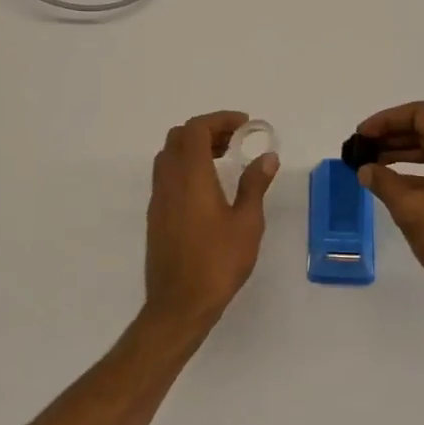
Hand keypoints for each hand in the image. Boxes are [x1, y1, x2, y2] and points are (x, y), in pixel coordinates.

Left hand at [144, 111, 278, 331]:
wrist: (178, 304)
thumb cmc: (217, 262)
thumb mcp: (247, 223)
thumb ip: (255, 185)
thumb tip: (267, 157)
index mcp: (190, 176)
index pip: (196, 129)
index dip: (219, 120)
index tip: (244, 125)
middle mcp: (169, 181)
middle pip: (179, 137)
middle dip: (207, 130)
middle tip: (235, 140)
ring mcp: (158, 198)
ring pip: (169, 155)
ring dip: (193, 148)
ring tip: (224, 159)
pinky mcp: (156, 216)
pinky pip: (166, 175)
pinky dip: (185, 166)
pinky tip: (208, 187)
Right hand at [354, 101, 423, 322]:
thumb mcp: (410, 209)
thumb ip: (384, 182)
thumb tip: (365, 169)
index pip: (420, 115)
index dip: (387, 119)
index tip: (363, 135)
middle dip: (391, 136)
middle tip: (362, 149)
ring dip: (401, 154)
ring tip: (370, 166)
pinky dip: (414, 173)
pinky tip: (392, 187)